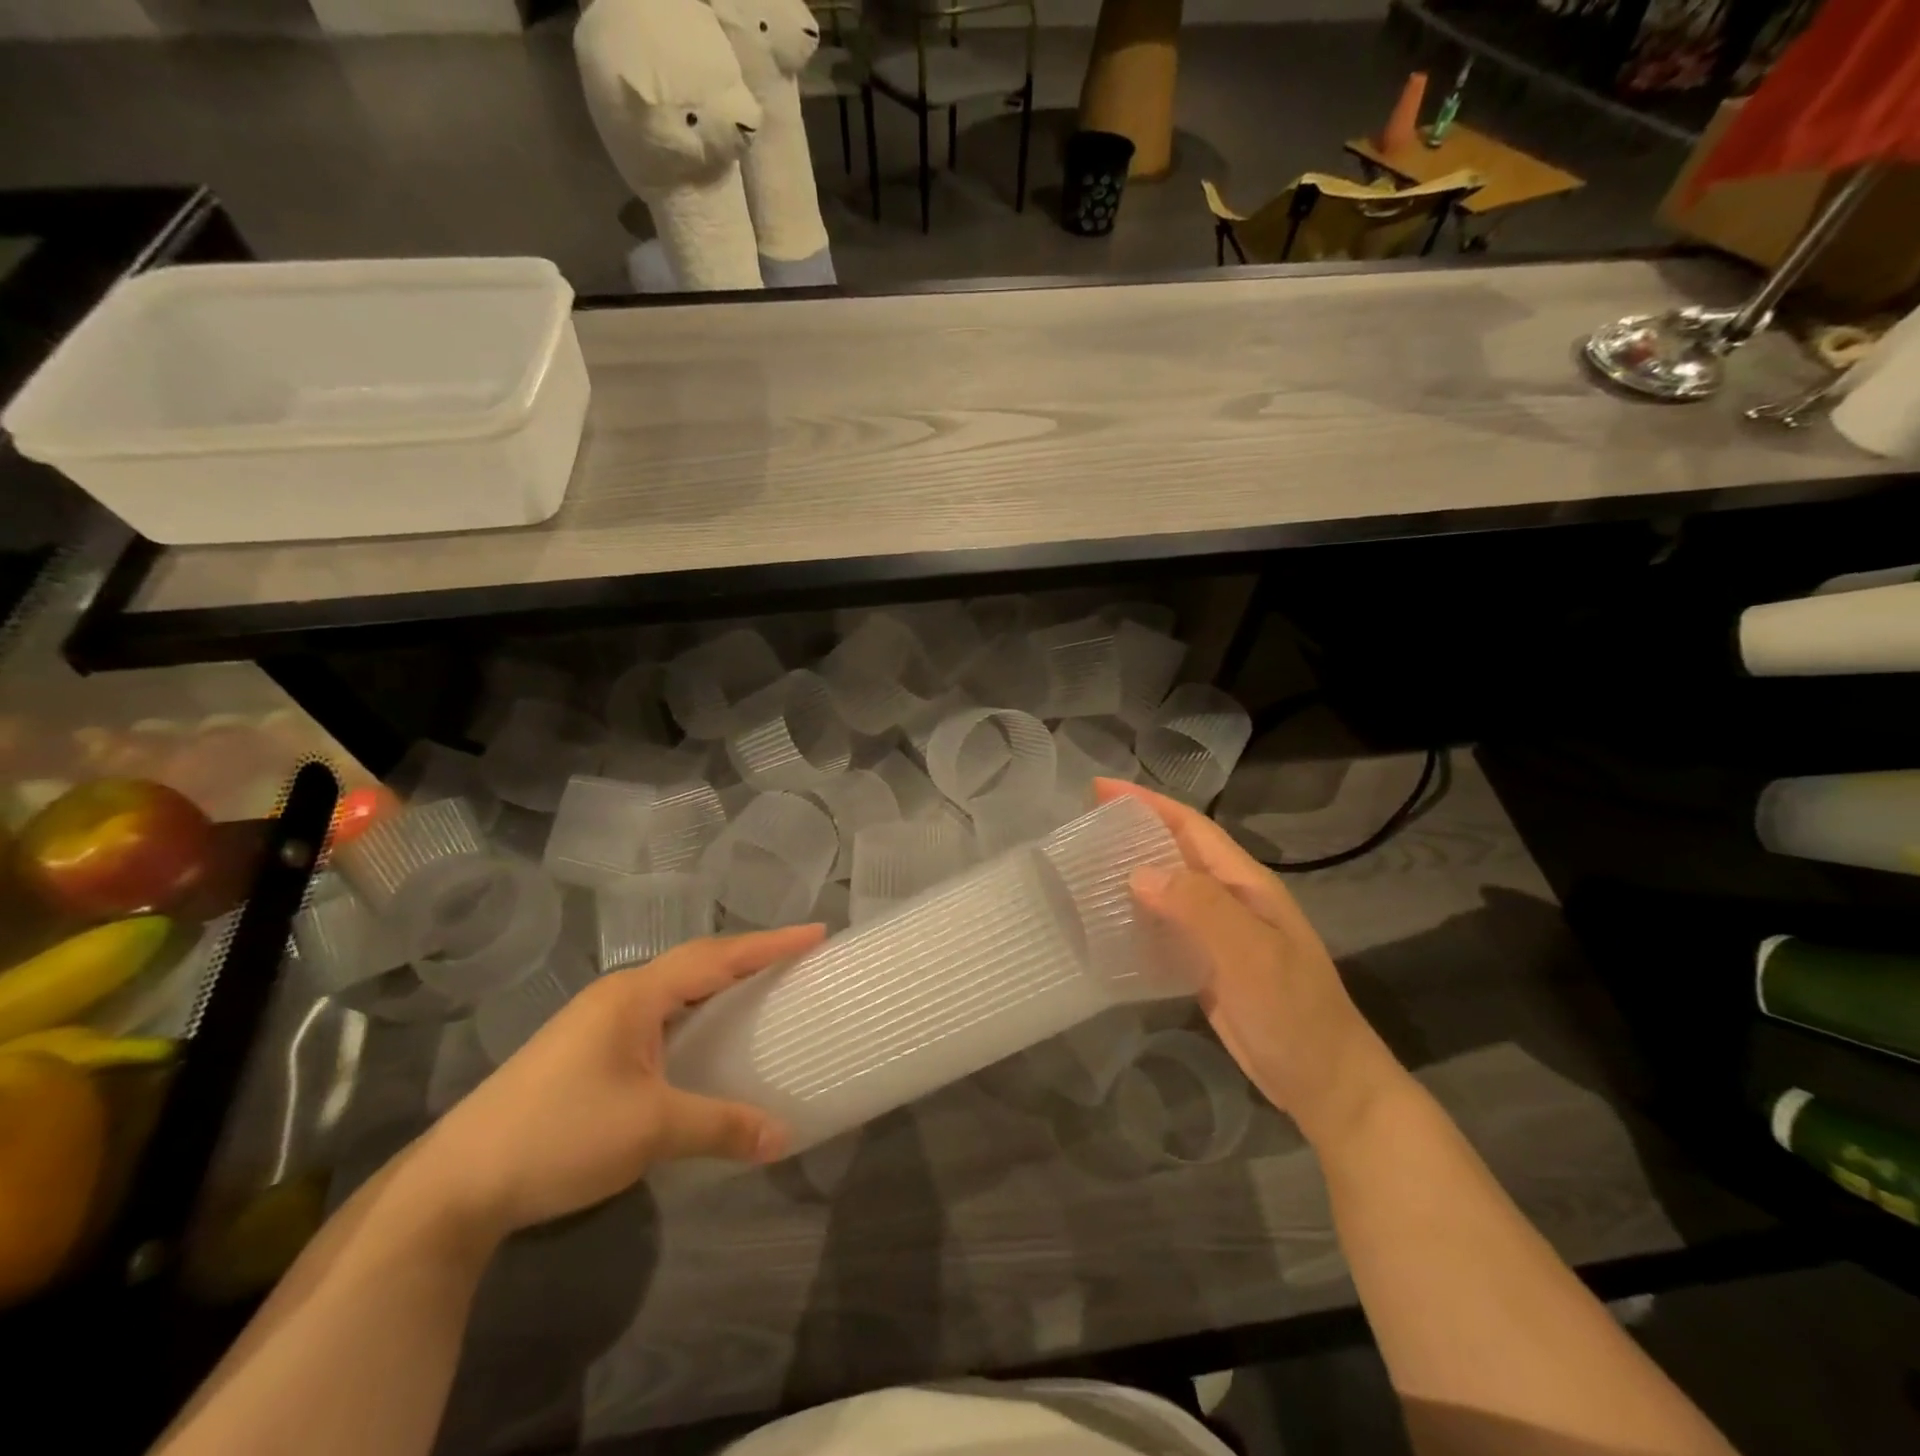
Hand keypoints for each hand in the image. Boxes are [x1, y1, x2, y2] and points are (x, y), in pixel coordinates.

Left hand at [411, 924, 824, 1239]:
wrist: (455, 1186)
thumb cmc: (558, 1136)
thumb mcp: (649, 1130)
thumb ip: (721, 1126)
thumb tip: (784, 1137)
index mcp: (635, 995)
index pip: (716, 956)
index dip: (769, 944)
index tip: (816, 932)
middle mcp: (619, 996)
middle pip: (697, 963)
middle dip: (749, 957)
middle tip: (797, 958)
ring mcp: (598, 1023)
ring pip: (675, 990)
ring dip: (719, 985)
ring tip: (763, 990)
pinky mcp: (587, 1051)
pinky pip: (658, 1016)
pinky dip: (695, 1015)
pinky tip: (706, 1039)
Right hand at [1094, 779, 1406, 1145]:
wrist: (1325, 1083)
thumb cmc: (1293, 1012)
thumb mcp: (1251, 954)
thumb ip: (1200, 907)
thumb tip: (1138, 872)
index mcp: (1246, 884)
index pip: (1191, 828)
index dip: (1148, 804)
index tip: (1100, 788)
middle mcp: (1230, 900)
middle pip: (1176, 852)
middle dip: (1134, 831)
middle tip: (1083, 824)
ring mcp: (1219, 934)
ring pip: (1168, 889)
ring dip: (1130, 872)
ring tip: (1084, 867)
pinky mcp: (1206, 965)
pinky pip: (1165, 927)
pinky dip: (1136, 917)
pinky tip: (1107, 923)